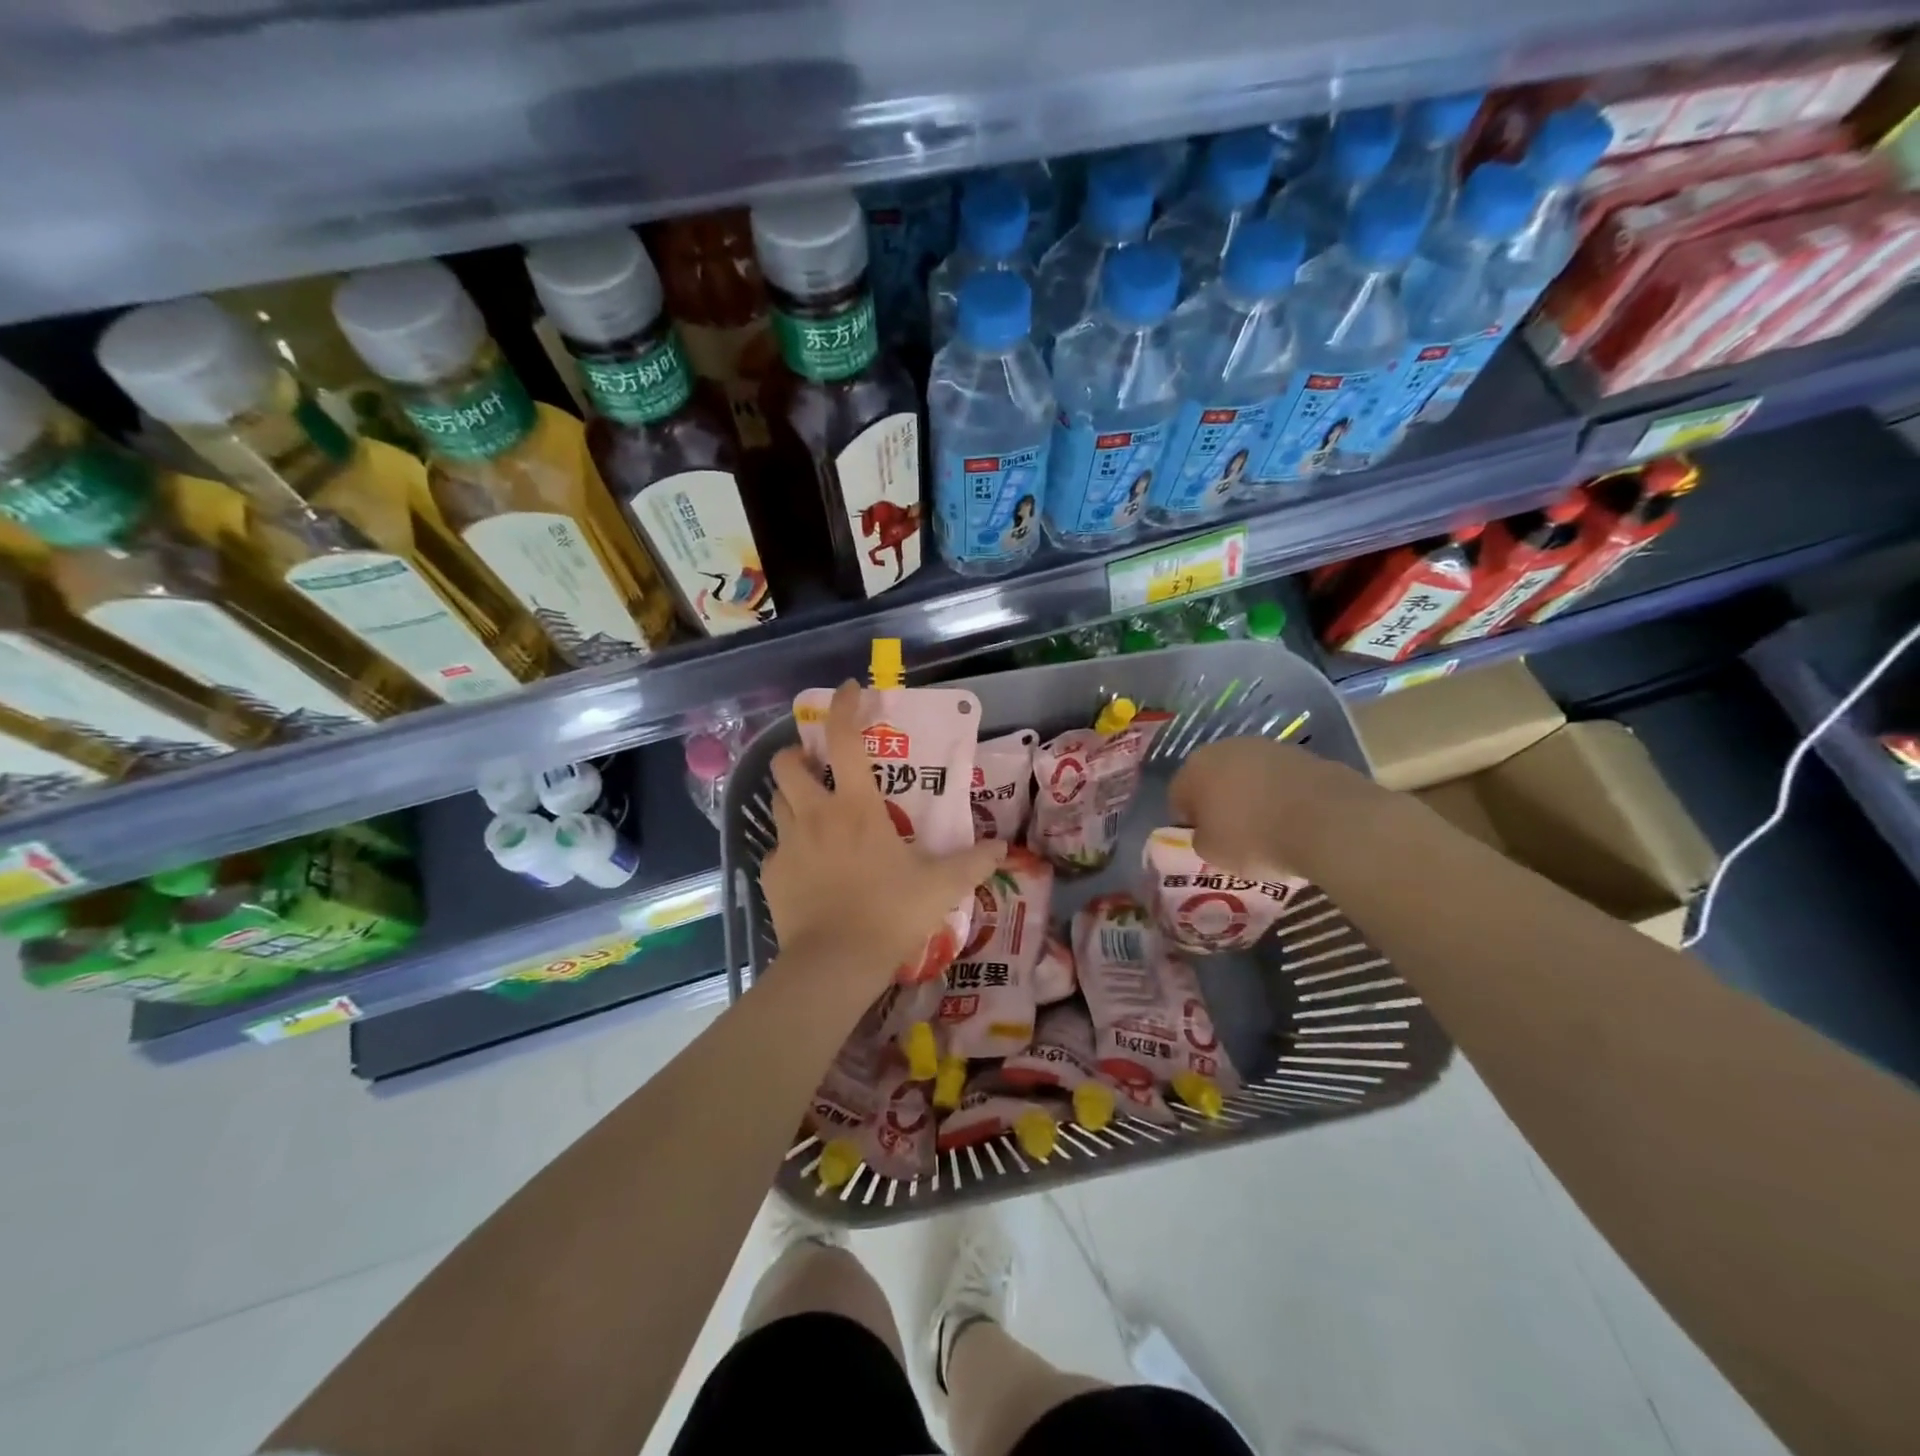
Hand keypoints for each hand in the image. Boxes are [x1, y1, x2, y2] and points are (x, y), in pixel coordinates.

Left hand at [761, 681, 1005, 988]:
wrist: (834, 963)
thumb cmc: (890, 913)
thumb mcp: (940, 886)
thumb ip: (972, 863)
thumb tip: (1003, 849)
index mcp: (857, 807)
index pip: (846, 739)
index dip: (844, 706)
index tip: (848, 688)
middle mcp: (816, 815)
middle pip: (788, 764)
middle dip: (798, 755)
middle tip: (817, 766)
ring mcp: (788, 844)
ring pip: (776, 802)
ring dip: (791, 797)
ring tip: (813, 812)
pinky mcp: (771, 874)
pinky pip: (776, 849)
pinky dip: (790, 848)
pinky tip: (807, 868)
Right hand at [1168, 737, 1375, 878]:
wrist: (1326, 821)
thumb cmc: (1253, 838)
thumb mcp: (1212, 853)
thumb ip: (1201, 838)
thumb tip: (1207, 832)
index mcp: (1195, 767)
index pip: (1177, 794)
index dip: (1187, 820)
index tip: (1202, 840)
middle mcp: (1226, 748)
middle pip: (1213, 777)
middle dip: (1218, 801)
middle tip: (1231, 833)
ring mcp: (1267, 747)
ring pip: (1248, 775)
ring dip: (1250, 796)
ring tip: (1266, 828)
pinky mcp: (1303, 754)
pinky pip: (1280, 779)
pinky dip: (1281, 795)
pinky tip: (1292, 820)